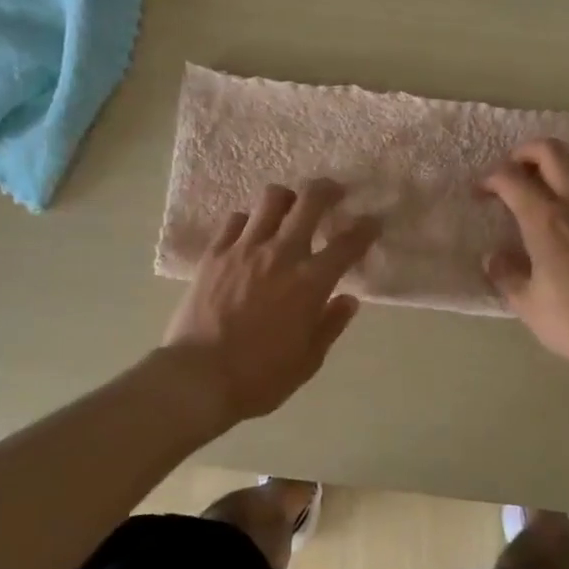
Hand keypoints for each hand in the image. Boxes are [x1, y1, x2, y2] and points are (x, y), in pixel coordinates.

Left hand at [165, 178, 380, 424]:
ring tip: (290, 208)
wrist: (197, 378)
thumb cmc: (259, 377)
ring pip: (272, 199)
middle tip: (334, 193)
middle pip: (310, 201)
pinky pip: (235, 219)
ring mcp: (245, 248)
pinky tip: (250, 233)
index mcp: (310, 282)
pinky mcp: (215, 252)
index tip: (371, 224)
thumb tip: (348, 299)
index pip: (348, 243)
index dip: (365, 228)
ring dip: (287, 199)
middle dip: (328, 190)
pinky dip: (249, 220)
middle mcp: (281, 254)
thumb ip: (331, 324)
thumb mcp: (308, 361)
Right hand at [482, 139, 568, 378]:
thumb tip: (494, 257)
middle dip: (525, 152)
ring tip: (546, 183)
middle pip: (550, 151)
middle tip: (513, 172)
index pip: (510, 178)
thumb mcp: (527, 305)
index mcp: (545, 221)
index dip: (489, 179)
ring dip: (559, 163)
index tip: (480, 193)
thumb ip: (505, 274)